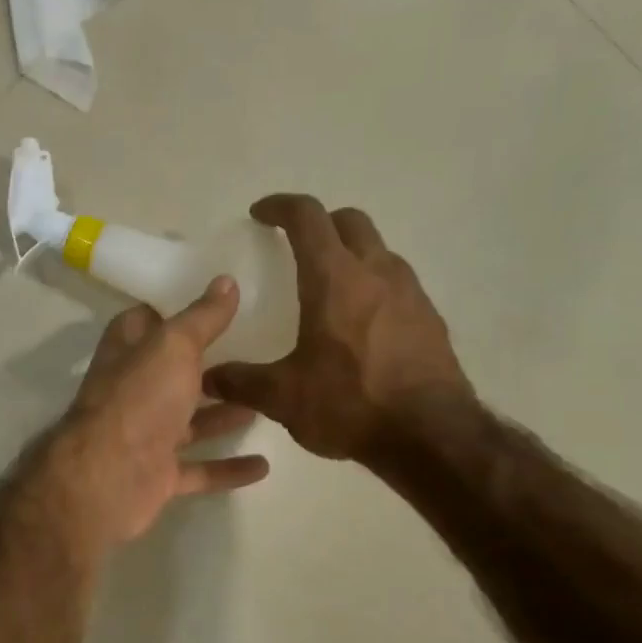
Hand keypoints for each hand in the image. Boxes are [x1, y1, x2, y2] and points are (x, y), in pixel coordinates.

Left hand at [29, 278, 270, 555]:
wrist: (108, 477)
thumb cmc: (140, 399)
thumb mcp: (174, 346)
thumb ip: (202, 317)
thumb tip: (226, 281)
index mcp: (130, 351)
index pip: (151, 321)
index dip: (179, 309)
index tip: (220, 299)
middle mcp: (135, 390)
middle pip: (175, 372)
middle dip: (211, 365)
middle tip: (261, 351)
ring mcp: (146, 434)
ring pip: (190, 421)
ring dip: (224, 414)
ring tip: (268, 402)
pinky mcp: (159, 474)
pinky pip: (200, 469)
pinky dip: (228, 468)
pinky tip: (264, 465)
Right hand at [204, 195, 472, 462]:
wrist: (433, 436)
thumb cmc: (351, 403)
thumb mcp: (283, 396)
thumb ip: (241, 381)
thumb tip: (208, 376)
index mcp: (335, 279)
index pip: (308, 217)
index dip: (280, 206)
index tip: (260, 214)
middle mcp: (377, 272)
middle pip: (349, 221)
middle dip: (319, 222)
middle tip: (295, 244)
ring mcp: (410, 293)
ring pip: (378, 249)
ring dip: (350, 253)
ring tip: (328, 285)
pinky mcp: (430, 318)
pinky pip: (396, 283)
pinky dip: (372, 284)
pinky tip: (360, 323)